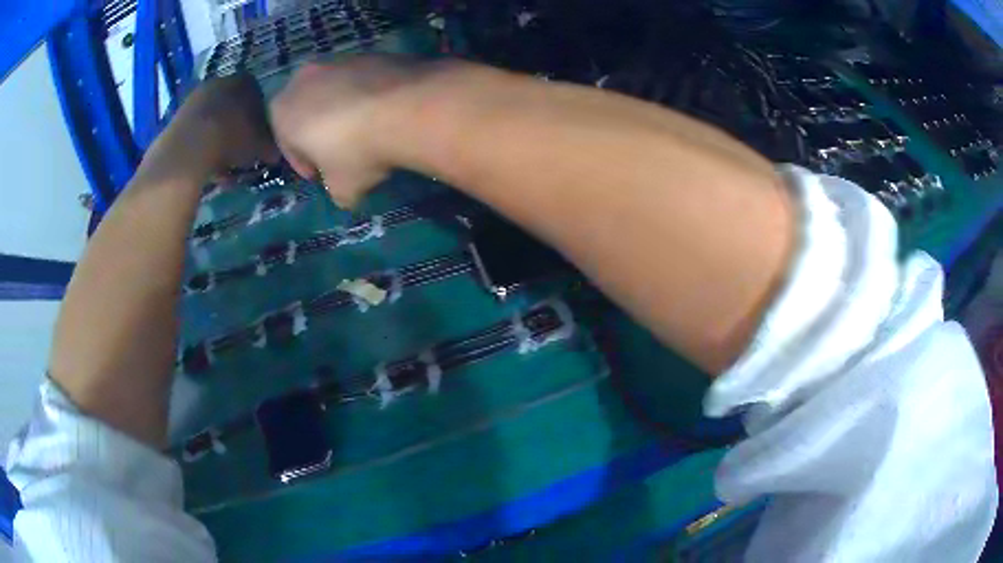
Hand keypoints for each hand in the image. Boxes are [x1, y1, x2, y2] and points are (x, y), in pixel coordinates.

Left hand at [139, 74, 278, 183]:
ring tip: (224, 166)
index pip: (258, 95)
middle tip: (242, 152)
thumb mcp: (261, 145)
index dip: (260, 118)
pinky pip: (196, 132)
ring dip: (218, 140)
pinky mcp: (178, 117)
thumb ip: (270, 145)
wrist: (190, 148)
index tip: (260, 138)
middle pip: (232, 106)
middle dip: (237, 127)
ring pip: (213, 120)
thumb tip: (275, 152)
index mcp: (246, 81)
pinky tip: (207, 168)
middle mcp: (221, 82)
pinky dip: (202, 147)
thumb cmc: (232, 138)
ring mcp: (196, 98)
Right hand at [270, 56, 437, 207]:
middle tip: (342, 154)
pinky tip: (387, 114)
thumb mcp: (342, 189)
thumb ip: (336, 191)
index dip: (304, 163)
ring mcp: (338, 60)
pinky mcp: (371, 53)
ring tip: (369, 134)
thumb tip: (345, 193)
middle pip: (308, 112)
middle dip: (322, 133)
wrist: (406, 108)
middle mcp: (303, 78)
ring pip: (335, 93)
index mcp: (282, 111)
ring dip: (345, 112)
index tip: (321, 176)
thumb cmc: (357, 152)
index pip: (287, 144)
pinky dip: (369, 97)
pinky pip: (363, 81)